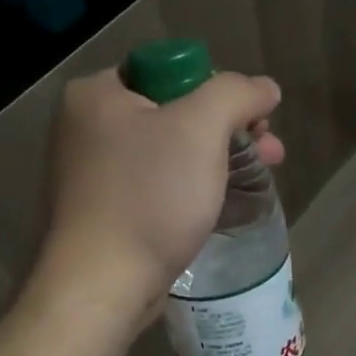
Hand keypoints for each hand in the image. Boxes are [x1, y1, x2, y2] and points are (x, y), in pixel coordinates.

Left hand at [34, 68, 284, 338]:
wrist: (102, 285)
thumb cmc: (149, 196)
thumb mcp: (201, 128)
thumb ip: (236, 94)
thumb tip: (264, 88)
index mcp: (97, 93)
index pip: (171, 69)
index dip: (219, 89)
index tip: (253, 119)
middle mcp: (87, 124)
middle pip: (175, 109)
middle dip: (229, 126)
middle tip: (269, 148)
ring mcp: (92, 170)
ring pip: (171, 148)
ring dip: (218, 155)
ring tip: (262, 172)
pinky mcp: (103, 207)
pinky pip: (157, 181)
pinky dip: (191, 183)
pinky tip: (222, 198)